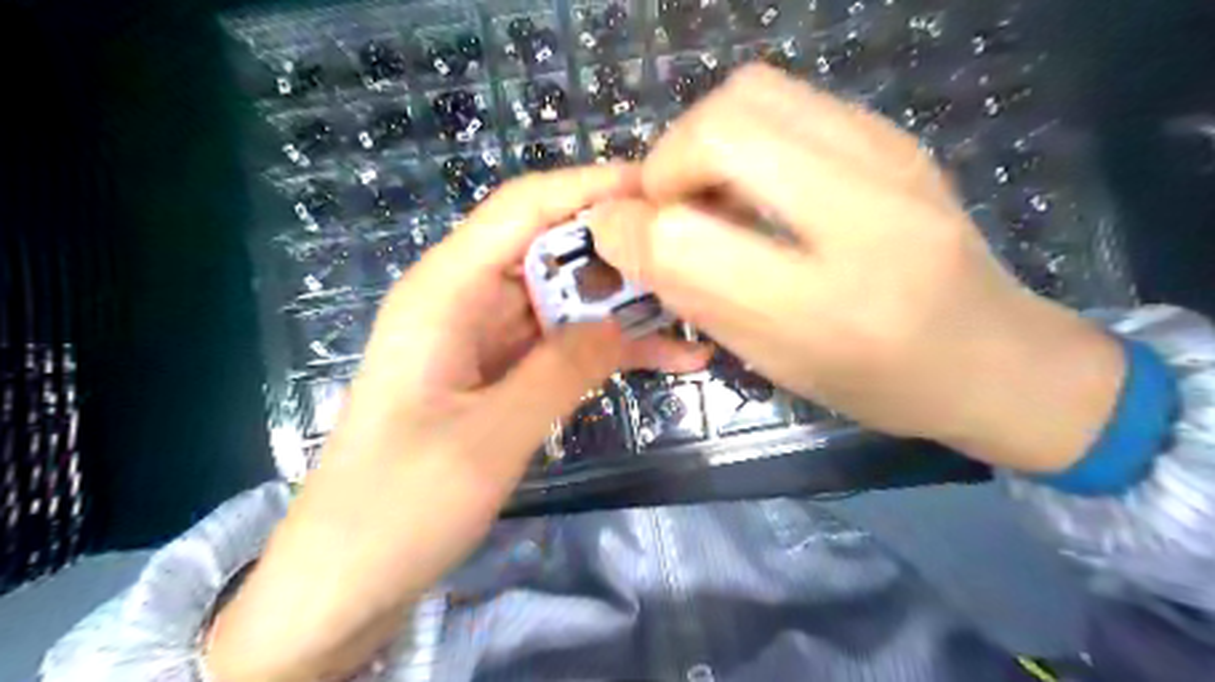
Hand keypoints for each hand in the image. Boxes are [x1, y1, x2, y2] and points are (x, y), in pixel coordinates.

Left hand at [203, 165, 706, 681]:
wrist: (346, 580)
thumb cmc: (397, 508)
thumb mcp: (488, 438)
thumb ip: (562, 371)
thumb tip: (627, 322)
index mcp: (445, 292)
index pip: (524, 208)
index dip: (591, 187)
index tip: (660, 189)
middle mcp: (465, 300)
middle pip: (552, 248)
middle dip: (622, 249)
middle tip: (695, 256)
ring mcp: (485, 339)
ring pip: (567, 299)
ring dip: (627, 306)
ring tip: (699, 312)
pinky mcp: (499, 374)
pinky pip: (563, 345)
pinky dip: (609, 348)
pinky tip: (669, 359)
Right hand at [593, 64, 1123, 474]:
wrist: (995, 356)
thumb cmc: (878, 383)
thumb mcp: (776, 363)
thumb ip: (695, 294)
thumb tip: (629, 234)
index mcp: (825, 307)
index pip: (686, 238)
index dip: (630, 229)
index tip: (613, 233)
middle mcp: (865, 217)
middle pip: (721, 128)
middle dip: (665, 163)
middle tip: (667, 207)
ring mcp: (890, 158)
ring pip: (752, 93)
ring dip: (701, 138)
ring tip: (707, 189)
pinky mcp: (895, 136)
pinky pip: (789, 99)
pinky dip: (743, 131)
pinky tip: (753, 179)